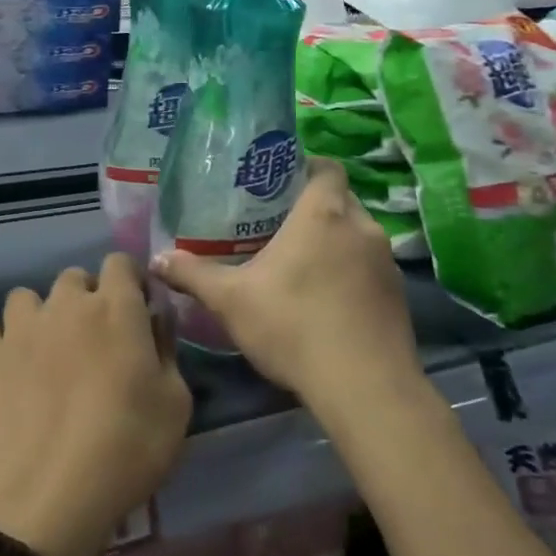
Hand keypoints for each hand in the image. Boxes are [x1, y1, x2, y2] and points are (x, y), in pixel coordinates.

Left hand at [0, 255, 191, 555]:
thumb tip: (154, 320)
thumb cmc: (126, 448)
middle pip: (74, 278)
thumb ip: (167, 350)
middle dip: (85, 299)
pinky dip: (2, 345)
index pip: (120, 262)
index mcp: (115, 307)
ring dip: (40, 317)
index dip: (128, 282)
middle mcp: (66, 303)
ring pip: (28, 298)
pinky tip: (11, 373)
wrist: (46, 493)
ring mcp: (20, 326)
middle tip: (93, 342)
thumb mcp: (175, 405)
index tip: (135, 312)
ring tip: (46, 355)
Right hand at [149, 158, 422, 418]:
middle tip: (278, 222)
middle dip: (314, 205)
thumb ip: (193, 274)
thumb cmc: (294, 326)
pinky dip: (351, 272)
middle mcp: (361, 228)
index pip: (327, 167)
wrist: (366, 389)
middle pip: (341, 198)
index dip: (307, 166)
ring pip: (357, 234)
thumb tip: (156, 259)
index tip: (280, 180)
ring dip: (335, 241)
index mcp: (324, 214)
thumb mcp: (231, 300)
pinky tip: (327, 298)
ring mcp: (385, 262)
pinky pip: (370, 266)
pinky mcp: (398, 296)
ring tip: (301, 260)